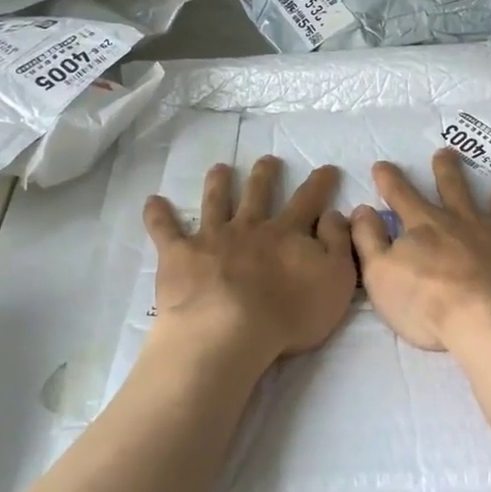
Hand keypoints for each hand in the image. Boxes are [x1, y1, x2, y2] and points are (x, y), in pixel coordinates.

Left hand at [142, 157, 355, 372]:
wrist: (230, 331)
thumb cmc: (289, 313)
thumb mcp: (335, 280)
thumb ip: (337, 244)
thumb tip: (334, 213)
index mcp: (286, 234)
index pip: (308, 202)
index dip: (319, 184)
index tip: (326, 168)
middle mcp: (250, 227)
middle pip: (258, 194)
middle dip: (265, 175)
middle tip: (268, 160)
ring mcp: (212, 238)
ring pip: (216, 202)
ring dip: (218, 184)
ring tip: (220, 168)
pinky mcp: (180, 255)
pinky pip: (165, 230)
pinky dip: (158, 215)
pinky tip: (153, 201)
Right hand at [351, 150, 490, 359]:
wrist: (490, 321)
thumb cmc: (429, 305)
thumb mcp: (380, 277)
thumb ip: (368, 241)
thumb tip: (360, 210)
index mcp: (425, 227)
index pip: (401, 197)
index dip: (390, 181)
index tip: (383, 165)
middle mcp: (464, 220)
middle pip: (454, 188)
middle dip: (447, 169)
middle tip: (445, 152)